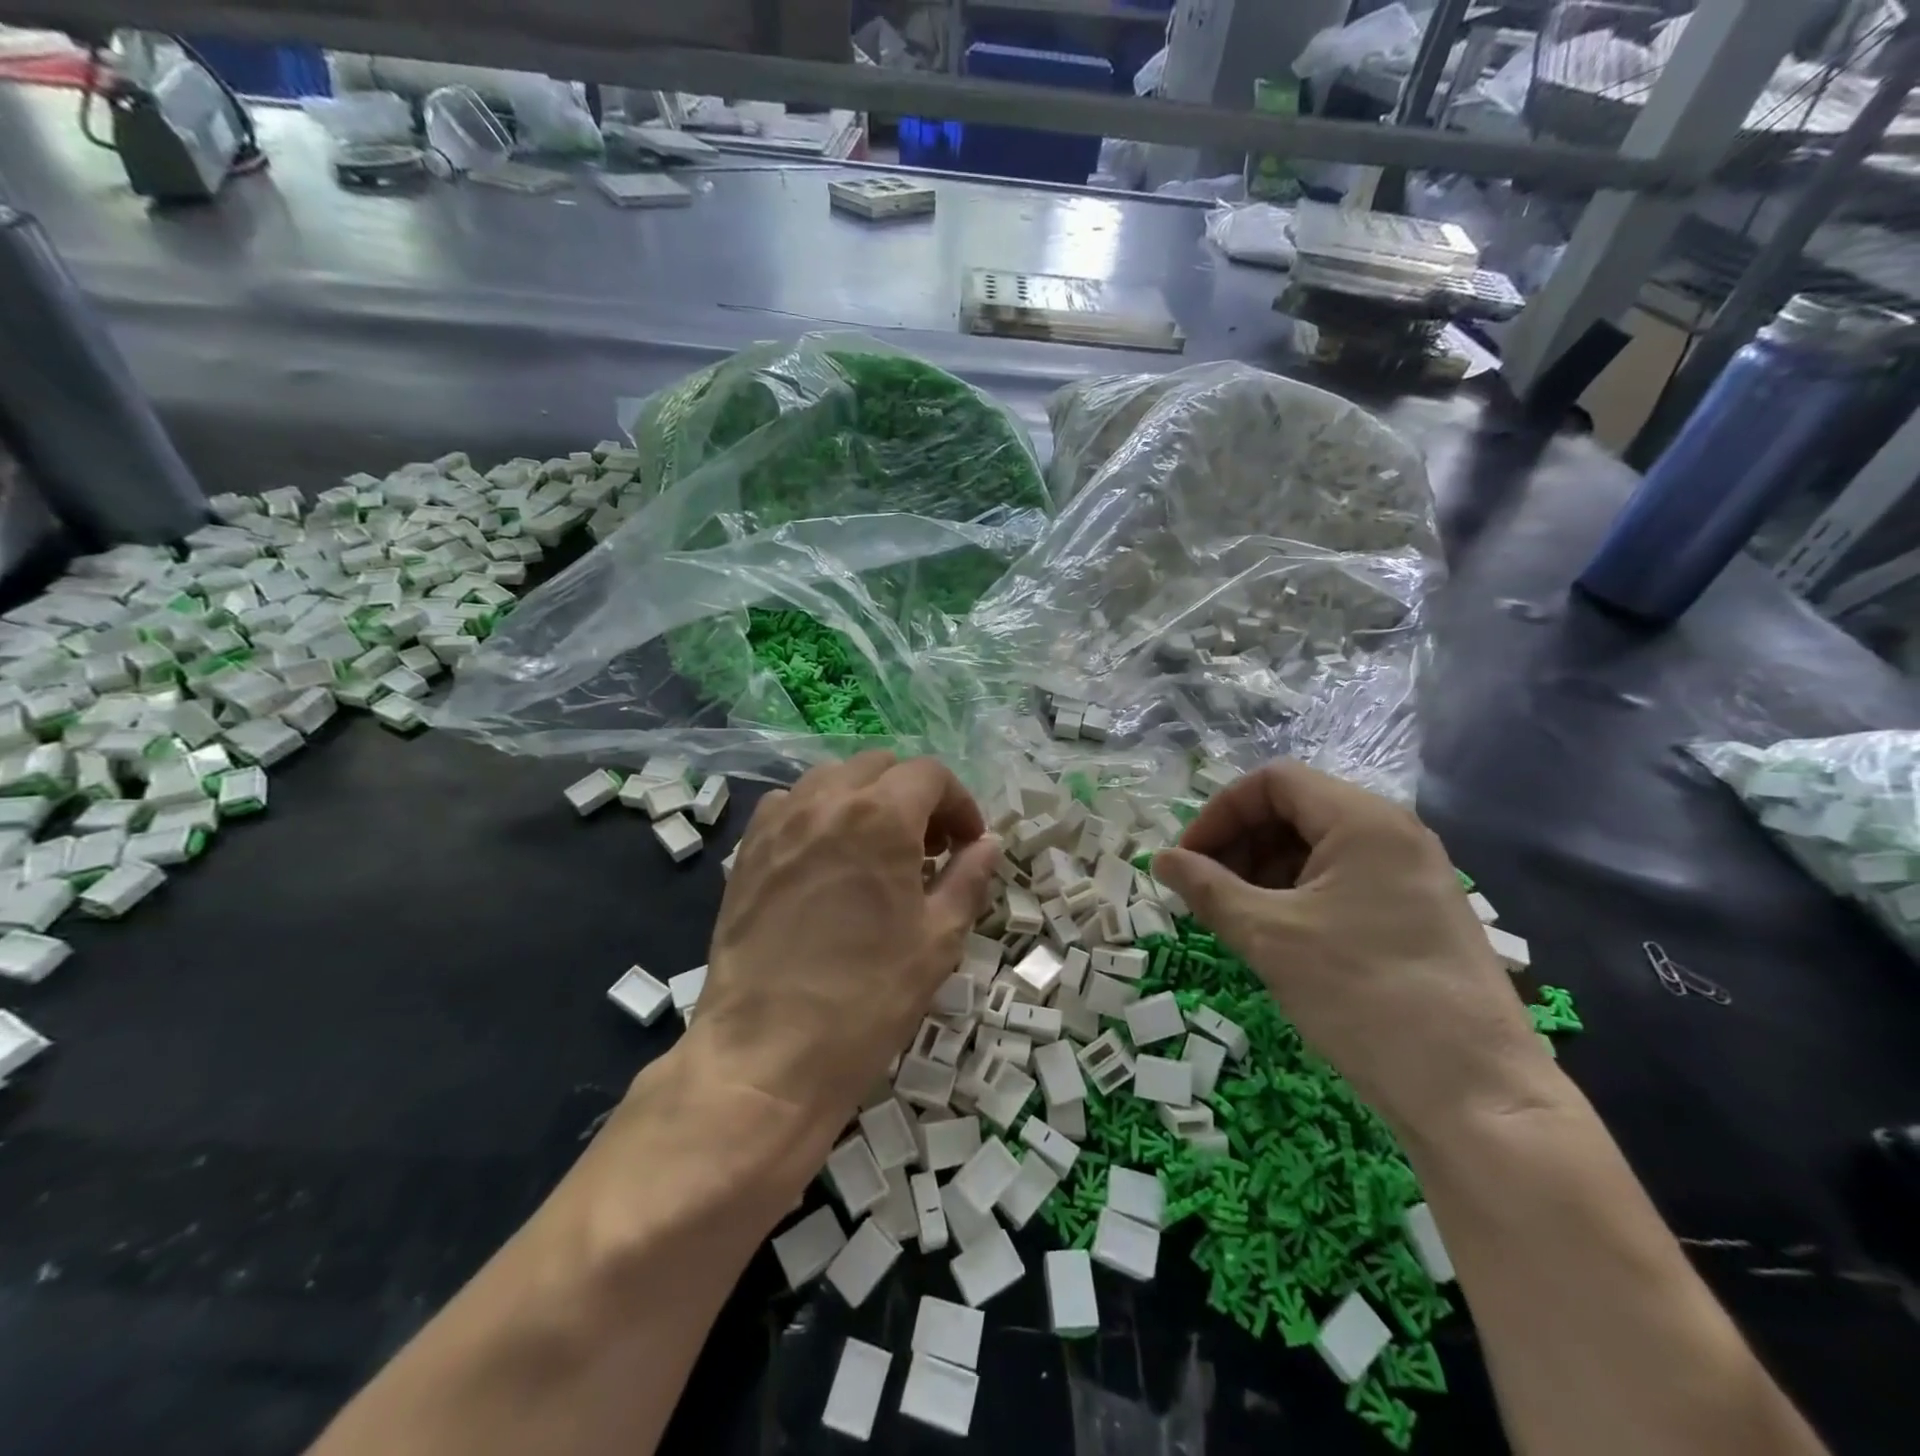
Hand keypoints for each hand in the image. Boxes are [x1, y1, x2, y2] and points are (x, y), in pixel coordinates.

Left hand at [686, 751, 1000, 1132]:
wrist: (766, 1055)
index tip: (967, 844)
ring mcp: (779, 822)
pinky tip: (826, 858)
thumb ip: (968, 878)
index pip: (930, 775)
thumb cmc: (867, 999)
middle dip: (915, 796)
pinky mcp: (748, 850)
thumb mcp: (937, 940)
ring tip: (878, 849)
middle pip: (881, 767)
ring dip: (867, 799)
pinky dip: (819, 813)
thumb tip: (988, 844)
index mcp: (881, 816)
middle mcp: (826, 801)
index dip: (959, 803)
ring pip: (833, 778)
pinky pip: (790, 804)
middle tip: (929, 848)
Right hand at [1152, 760, 1552, 1138]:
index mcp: (1363, 820)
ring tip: (1236, 917)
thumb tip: (1159, 859)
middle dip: (1240, 842)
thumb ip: (1207, 888)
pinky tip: (1278, 934)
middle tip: (1205, 890)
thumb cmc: (1362, 996)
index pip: (1272, 781)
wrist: (1477, 1096)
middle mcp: (1393, 833)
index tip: (1187, 859)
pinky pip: (1343, 879)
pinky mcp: (1419, 912)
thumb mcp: (1269, 936)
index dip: (1219, 812)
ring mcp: (1412, 874)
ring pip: (1317, 846)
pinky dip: (1299, 893)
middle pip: (1295, 809)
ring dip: (1265, 869)